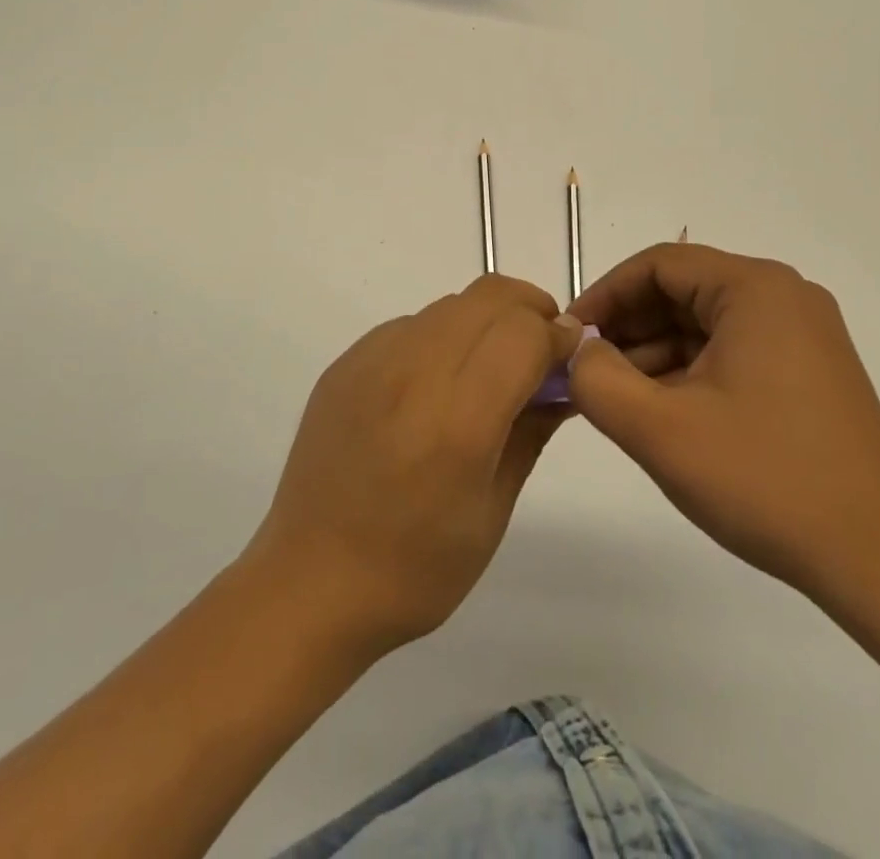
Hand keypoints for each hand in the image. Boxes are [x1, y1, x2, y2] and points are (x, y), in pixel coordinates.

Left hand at [243, 274, 582, 660]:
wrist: (309, 582)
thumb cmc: (414, 569)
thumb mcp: (492, 511)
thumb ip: (532, 431)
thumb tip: (565, 381)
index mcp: (457, 420)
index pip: (523, 331)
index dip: (558, 334)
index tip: (570, 358)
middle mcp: (412, 372)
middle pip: (489, 297)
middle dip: (529, 311)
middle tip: (540, 352)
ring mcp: (371, 361)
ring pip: (450, 304)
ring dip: (485, 321)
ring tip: (488, 370)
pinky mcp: (344, 363)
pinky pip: (409, 325)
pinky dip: (442, 336)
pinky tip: (436, 385)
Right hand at [568, 242, 879, 635]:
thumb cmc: (766, 481)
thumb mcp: (660, 430)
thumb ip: (597, 379)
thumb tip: (576, 349)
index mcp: (755, 289)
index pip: (658, 265)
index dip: (605, 295)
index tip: (570, 337)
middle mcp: (784, 298)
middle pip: (682, 291)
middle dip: (628, 328)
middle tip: (587, 372)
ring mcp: (802, 336)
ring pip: (704, 325)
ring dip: (654, 354)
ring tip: (617, 400)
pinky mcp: (808, 373)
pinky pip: (731, 352)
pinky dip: (689, 373)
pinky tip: (662, 413)